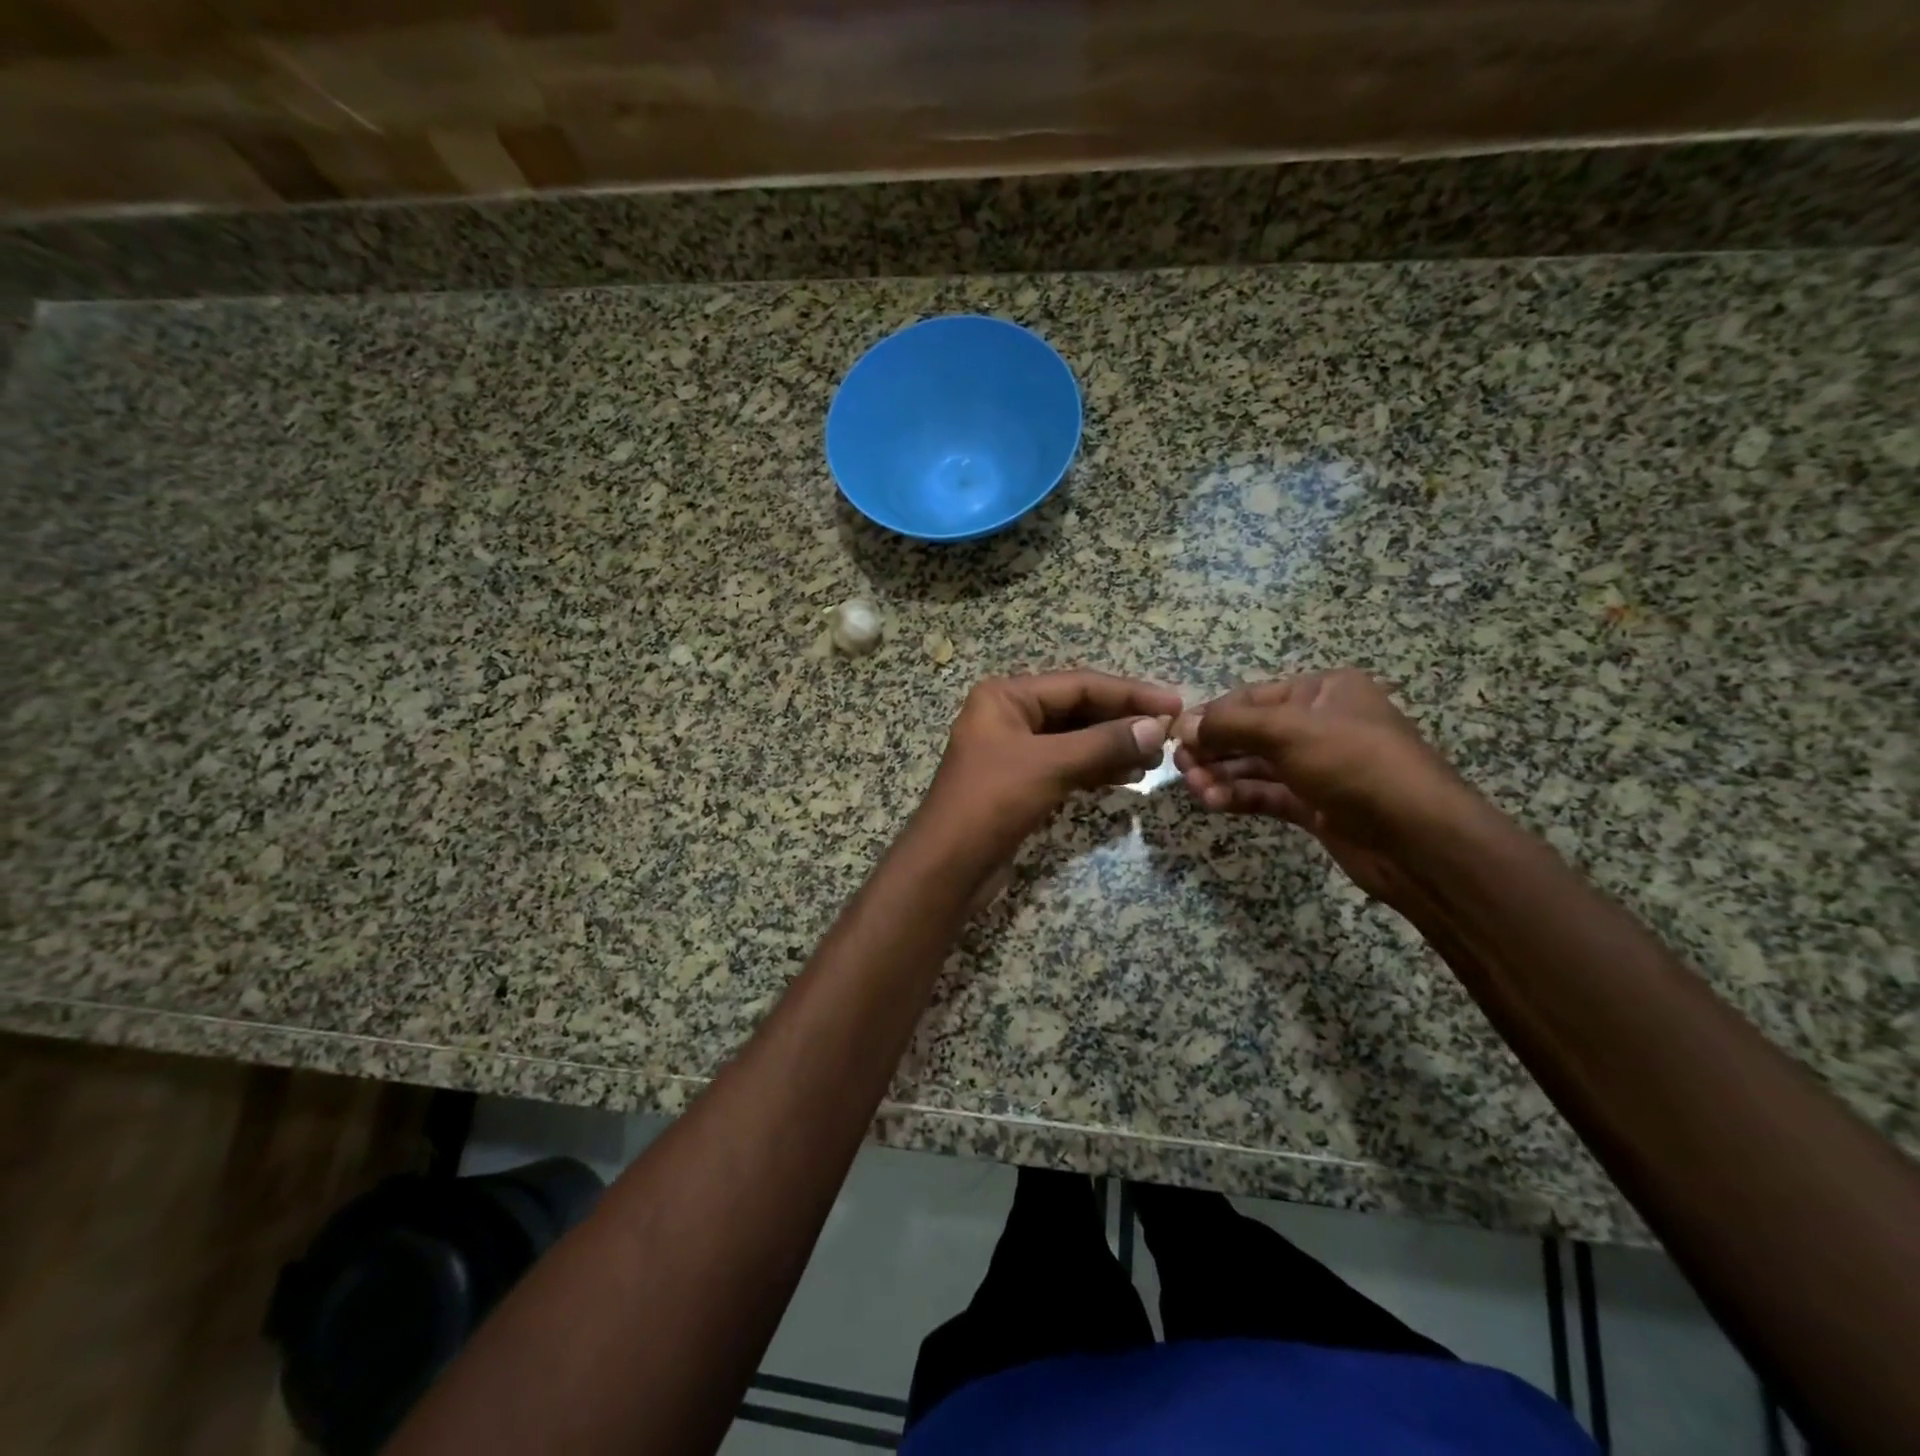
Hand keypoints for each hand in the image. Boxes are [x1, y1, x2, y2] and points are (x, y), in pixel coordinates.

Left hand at [921, 671, 1182, 855]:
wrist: (948, 866)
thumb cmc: (991, 803)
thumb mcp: (1049, 765)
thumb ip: (1104, 743)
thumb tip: (1157, 728)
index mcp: (1006, 696)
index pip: (1079, 684)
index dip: (1130, 693)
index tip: (1175, 704)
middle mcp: (1009, 715)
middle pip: (1078, 709)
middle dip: (1122, 721)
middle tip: (1170, 734)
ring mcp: (1014, 750)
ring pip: (1075, 739)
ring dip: (1114, 746)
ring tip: (1155, 759)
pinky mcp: (1021, 781)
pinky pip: (1067, 764)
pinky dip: (1096, 768)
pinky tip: (1128, 776)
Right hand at [1173, 670, 1467, 908]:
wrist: (1418, 839)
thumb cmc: (1355, 764)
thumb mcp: (1289, 731)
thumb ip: (1231, 725)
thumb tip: (1184, 724)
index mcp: (1323, 691)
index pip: (1252, 697)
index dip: (1212, 715)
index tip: (1176, 735)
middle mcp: (1320, 724)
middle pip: (1250, 732)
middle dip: (1214, 748)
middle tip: (1180, 766)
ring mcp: (1318, 767)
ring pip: (1255, 766)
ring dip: (1221, 775)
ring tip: (1195, 789)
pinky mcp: (1315, 805)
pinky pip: (1267, 794)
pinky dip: (1239, 797)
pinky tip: (1214, 803)